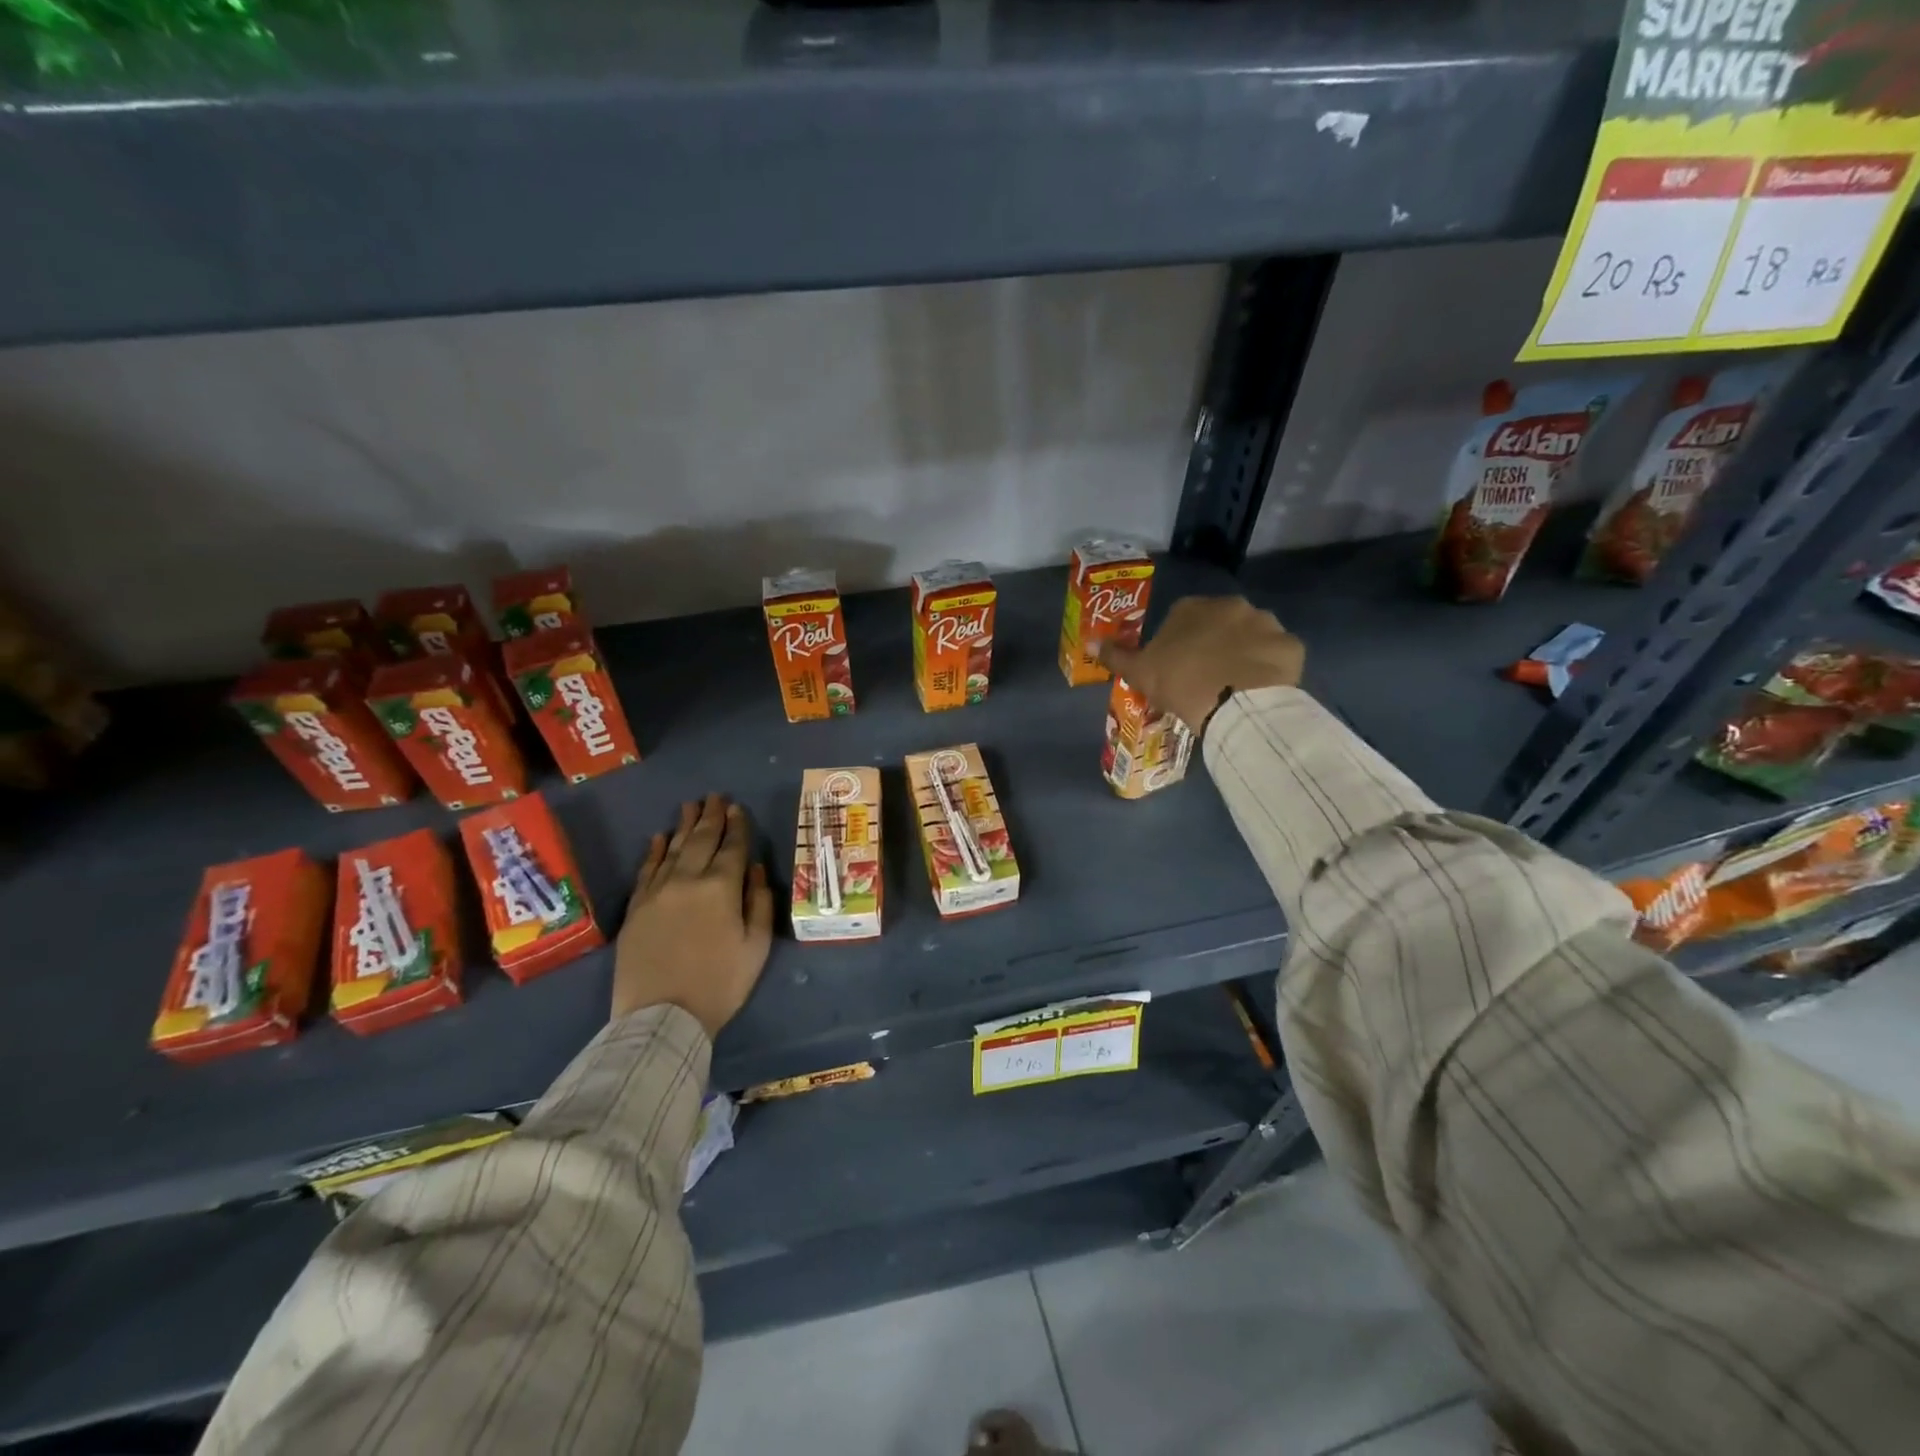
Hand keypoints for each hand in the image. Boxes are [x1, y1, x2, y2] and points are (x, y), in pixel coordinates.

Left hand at [613, 793, 773, 1037]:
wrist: (661, 1017)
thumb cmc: (720, 984)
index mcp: (722, 888)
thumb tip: (754, 869)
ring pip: (672, 848)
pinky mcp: (636, 908)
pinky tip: (658, 838)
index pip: (732, 847)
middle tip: (715, 796)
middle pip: (701, 840)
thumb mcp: (756, 946)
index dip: (737, 826)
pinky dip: (654, 851)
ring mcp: (657, 892)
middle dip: (711, 816)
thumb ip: (759, 902)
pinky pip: (646, 870)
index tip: (738, 807)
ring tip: (691, 806)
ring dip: (683, 825)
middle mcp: (688, 880)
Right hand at [1098, 596, 1304, 733]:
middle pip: (1221, 624)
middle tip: (1208, 677)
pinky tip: (1261, 690)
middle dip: (1216, 644)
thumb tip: (1089, 643)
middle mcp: (1232, 606)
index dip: (1179, 644)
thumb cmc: (1180, 682)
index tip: (1178, 668)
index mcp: (1193, 608)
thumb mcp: (1139, 673)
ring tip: (1236, 686)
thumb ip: (1116, 656)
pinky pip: (1278, 656)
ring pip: (1253, 638)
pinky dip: (1271, 669)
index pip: (1182, 619)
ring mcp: (1267, 623)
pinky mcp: (1291, 646)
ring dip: (1246, 654)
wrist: (1232, 704)